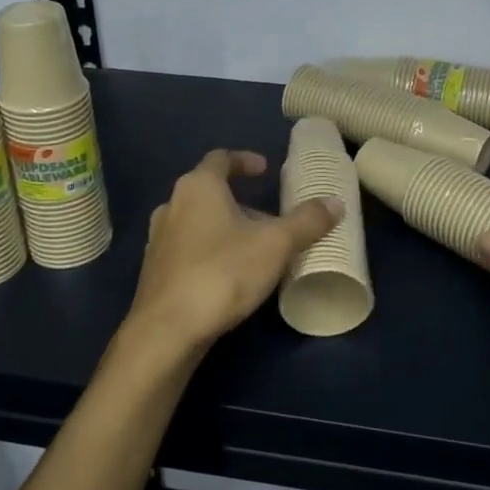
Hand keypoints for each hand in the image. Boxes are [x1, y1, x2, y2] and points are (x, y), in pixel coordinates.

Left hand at [121, 149, 341, 363]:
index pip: (221, 159)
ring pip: (197, 222)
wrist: (167, 331)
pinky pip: (187, 248)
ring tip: (253, 247)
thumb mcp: (276, 245)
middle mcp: (172, 205)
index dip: (245, 161)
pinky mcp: (155, 271)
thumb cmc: (222, 273)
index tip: (265, 170)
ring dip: (224, 227)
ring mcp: (158, 239)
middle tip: (269, 218)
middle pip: (209, 192)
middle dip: (240, 201)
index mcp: (198, 187)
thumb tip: (335, 202)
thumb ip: (307, 221)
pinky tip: (229, 274)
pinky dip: (209, 251)